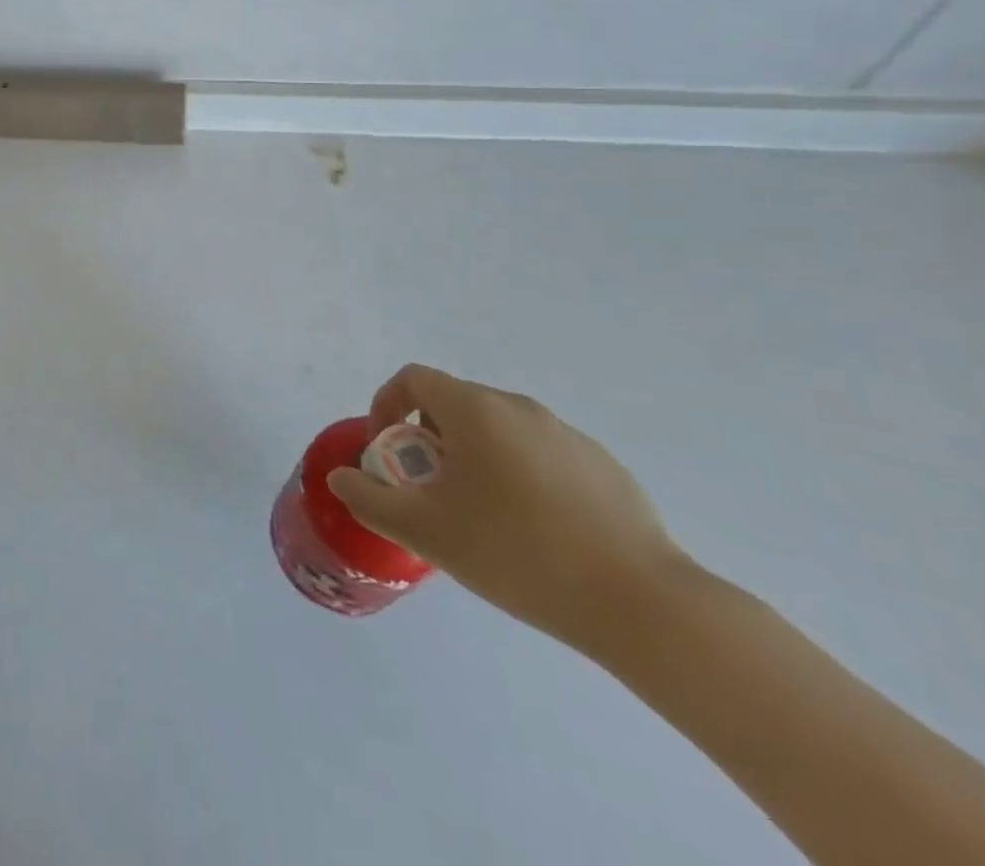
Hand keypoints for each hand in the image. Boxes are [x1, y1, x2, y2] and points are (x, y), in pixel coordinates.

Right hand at [326, 364, 689, 651]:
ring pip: (498, 430)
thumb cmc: (517, 554)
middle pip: (454, 403)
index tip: (387, 452)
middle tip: (429, 490)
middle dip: (428, 439)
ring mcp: (568, 434)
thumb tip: (342, 477)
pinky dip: (519, 474)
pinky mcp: (604, 466)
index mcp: (475, 410)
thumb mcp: (425, 531)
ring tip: (481, 515)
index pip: (413, 379)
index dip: (386, 406)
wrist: (642, 605)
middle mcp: (519, 407)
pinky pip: (541, 454)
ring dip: (473, 457)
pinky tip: (535, 531)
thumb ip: (370, 499)